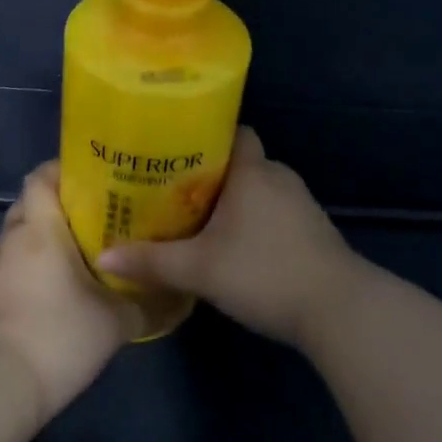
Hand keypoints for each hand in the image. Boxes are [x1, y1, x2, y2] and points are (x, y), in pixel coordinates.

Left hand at [0, 161, 135, 424]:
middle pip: (30, 204)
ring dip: (42, 242)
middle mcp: (10, 238)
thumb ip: (147, 304)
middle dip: (58, 207)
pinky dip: (28, 271)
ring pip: (18, 238)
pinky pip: (8, 268)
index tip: (91, 179)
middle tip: (93, 219)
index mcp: (39, 228)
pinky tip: (51, 294)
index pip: (41, 176)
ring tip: (76, 257)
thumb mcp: (115, 322)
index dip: (62, 170)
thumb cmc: (58, 335)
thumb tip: (177, 298)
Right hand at [98, 128, 359, 349]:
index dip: (206, 135)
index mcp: (252, 170)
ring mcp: (301, 204)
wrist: (340, 311)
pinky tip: (237, 246)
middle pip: (241, 161)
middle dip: (212, 173)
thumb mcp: (199, 269)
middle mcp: (278, 177)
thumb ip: (152, 262)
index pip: (232, 131)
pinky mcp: (314, 232)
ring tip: (199, 218)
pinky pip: (276, 213)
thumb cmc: (264, 272)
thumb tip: (102, 258)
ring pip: (259, 190)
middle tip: (175, 189)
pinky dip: (256, 222)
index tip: (176, 149)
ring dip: (235, 201)